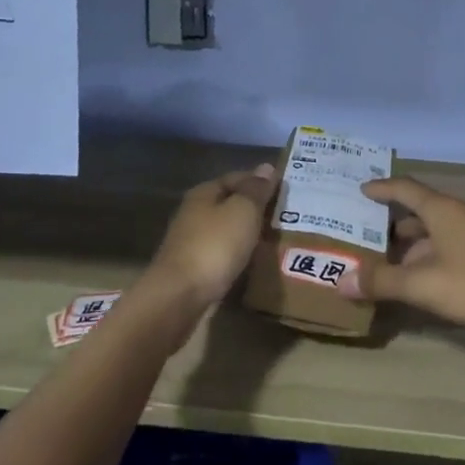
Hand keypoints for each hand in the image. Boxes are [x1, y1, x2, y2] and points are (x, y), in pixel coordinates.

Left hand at [148, 164, 278, 308]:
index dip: (260, 181)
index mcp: (204, 193)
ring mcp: (191, 242)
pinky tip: (254, 261)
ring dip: (247, 233)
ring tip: (275, 239)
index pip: (237, 177)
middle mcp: (194, 213)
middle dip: (255, 208)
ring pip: (226, 230)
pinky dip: (238, 254)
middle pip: (230, 204)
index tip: (285, 190)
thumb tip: (266, 167)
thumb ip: (256, 190)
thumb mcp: (243, 211)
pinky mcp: (193, 269)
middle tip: (285, 216)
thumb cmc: (214, 246)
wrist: (179, 297)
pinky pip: (222, 253)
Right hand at [342, 175, 464, 329]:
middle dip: (397, 224)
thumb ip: (383, 282)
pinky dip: (436, 253)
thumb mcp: (423, 285)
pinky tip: (431, 276)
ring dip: (418, 243)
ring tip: (397, 261)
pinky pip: (456, 243)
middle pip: (423, 210)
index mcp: (443, 209)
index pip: (406, 188)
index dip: (383, 188)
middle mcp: (462, 212)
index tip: (363, 189)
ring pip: (441, 230)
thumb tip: (342, 281)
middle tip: (372, 236)